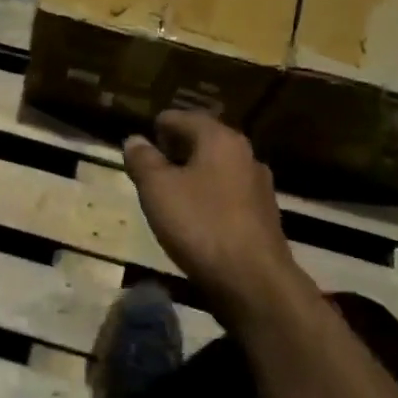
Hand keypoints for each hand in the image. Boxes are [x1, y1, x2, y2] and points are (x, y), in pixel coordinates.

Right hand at [123, 111, 301, 315]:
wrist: (252, 279)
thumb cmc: (200, 225)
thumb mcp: (158, 189)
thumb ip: (143, 160)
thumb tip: (134, 139)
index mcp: (220, 139)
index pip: (182, 118)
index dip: (157, 127)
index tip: (139, 143)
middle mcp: (245, 154)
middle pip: (203, 141)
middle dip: (174, 150)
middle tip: (148, 166)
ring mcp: (258, 186)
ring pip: (216, 169)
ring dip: (192, 175)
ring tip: (166, 192)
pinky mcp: (262, 215)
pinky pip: (227, 194)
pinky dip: (207, 197)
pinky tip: (193, 217)